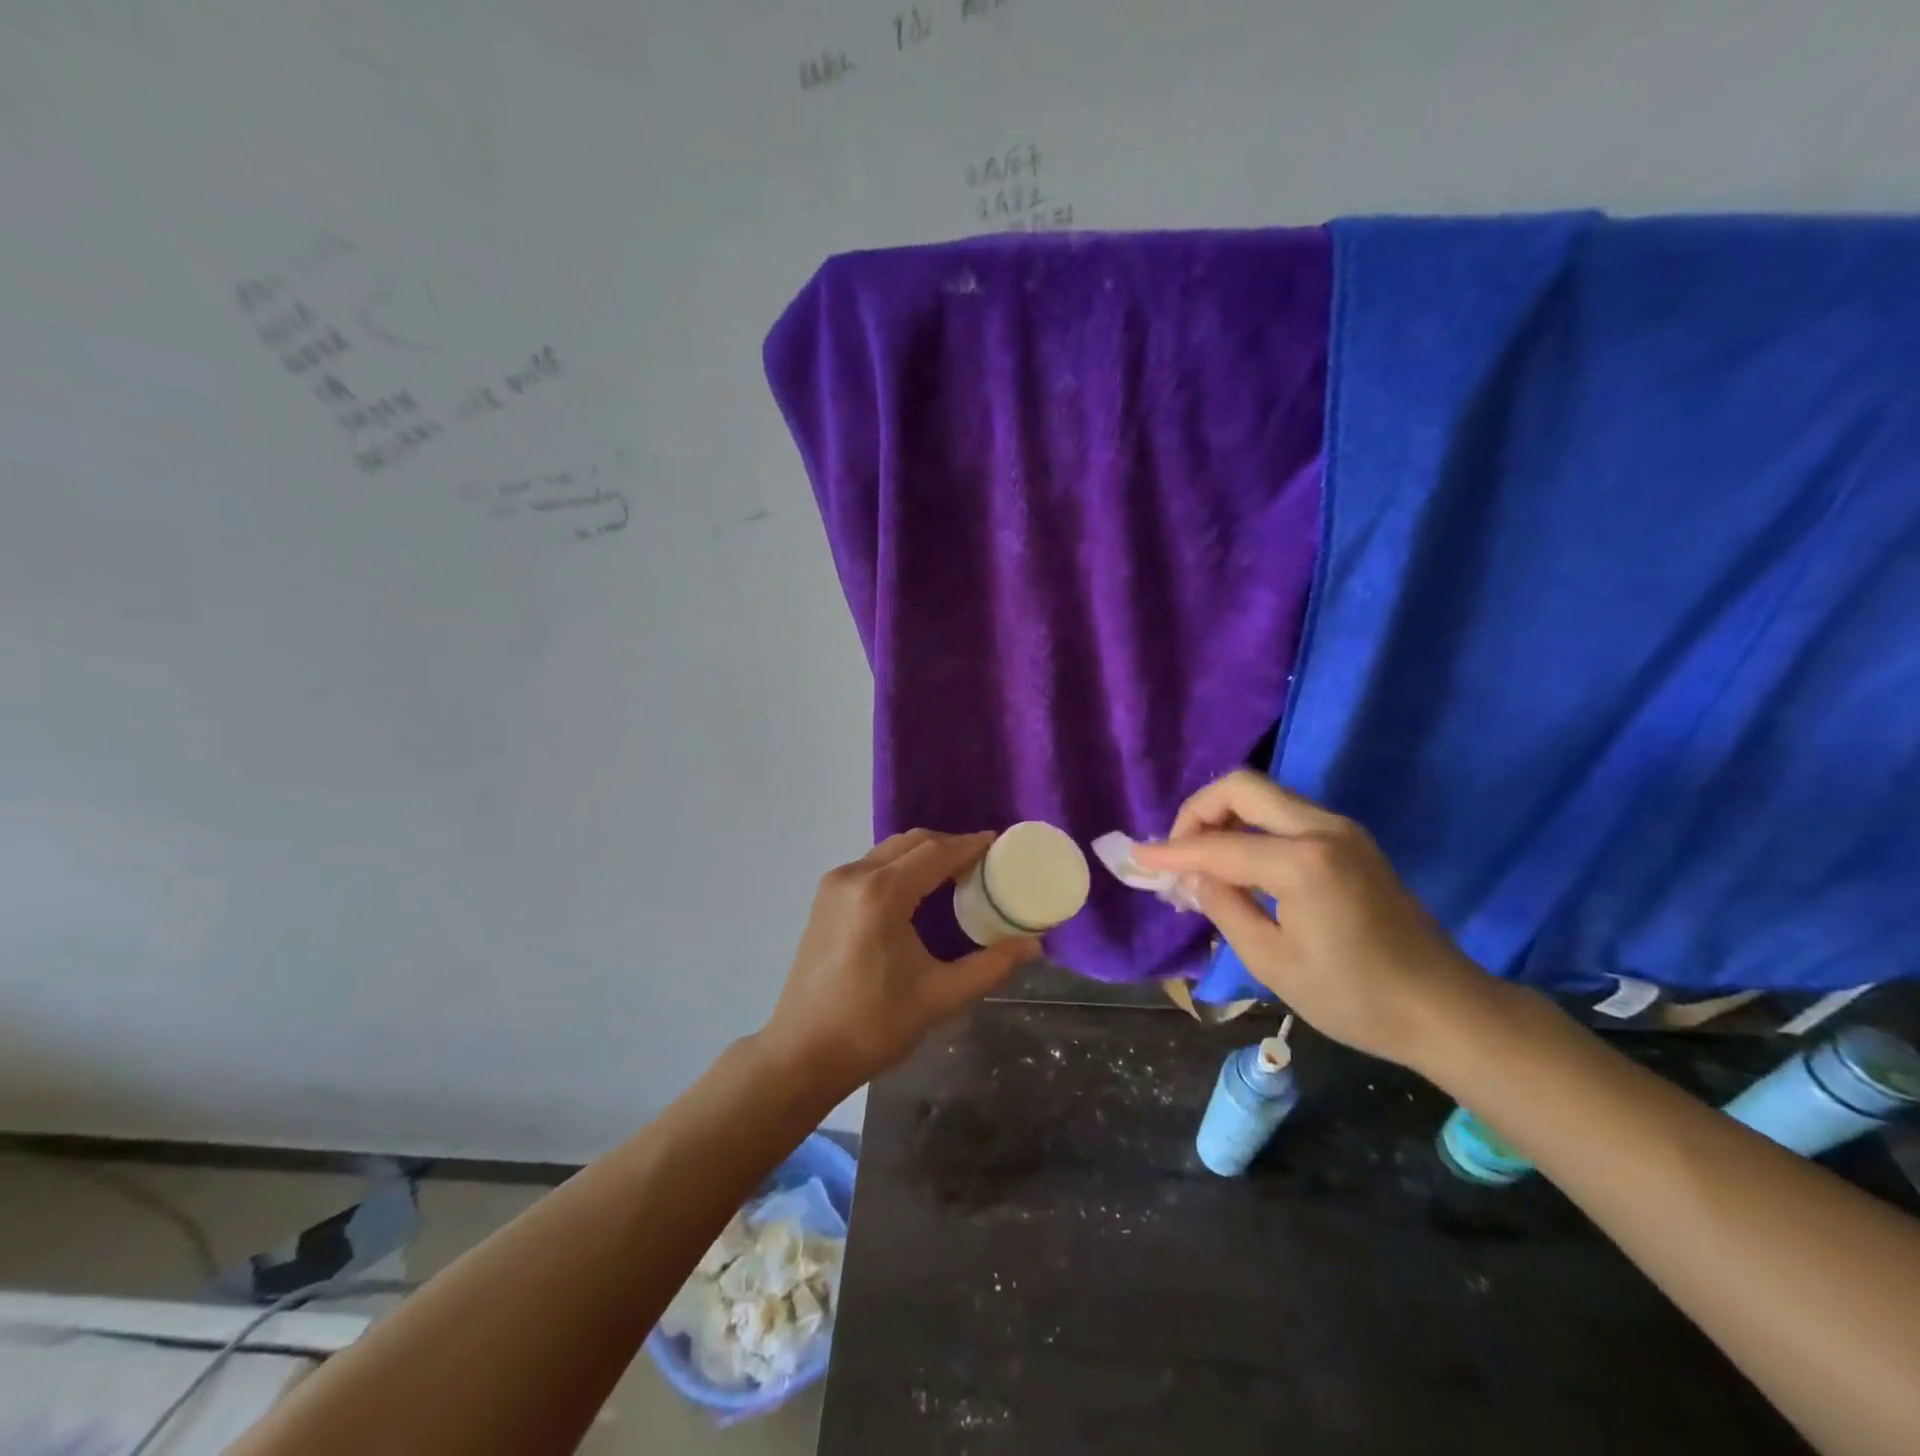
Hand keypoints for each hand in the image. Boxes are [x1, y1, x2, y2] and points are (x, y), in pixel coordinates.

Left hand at [759, 829, 1039, 1097]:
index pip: (936, 852)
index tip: (1000, 843)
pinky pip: (872, 865)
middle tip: (984, 862)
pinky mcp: (825, 898)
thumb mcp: (940, 997)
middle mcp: (854, 876)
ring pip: (889, 850)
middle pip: (912, 842)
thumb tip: (1034, 944)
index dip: (970, 845)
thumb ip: (991, 966)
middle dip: (949, 845)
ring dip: (924, 854)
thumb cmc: (873, 1026)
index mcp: (882, 894)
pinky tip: (920, 889)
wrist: (802, 1053)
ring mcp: (834, 885)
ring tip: (957, 873)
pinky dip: (901, 865)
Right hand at [1131, 772, 1492, 1068]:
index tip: (1136, 857)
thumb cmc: (1354, 998)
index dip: (1171, 852)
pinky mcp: (1350, 840)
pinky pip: (1285, 814)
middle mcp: (1322, 829)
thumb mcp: (1272, 962)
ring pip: (1264, 795)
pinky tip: (1239, 863)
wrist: (1444, 1009)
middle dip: (1198, 812)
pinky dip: (1251, 827)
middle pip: (1242, 786)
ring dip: (1224, 816)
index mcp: (1302, 863)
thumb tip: (1190, 876)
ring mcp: (1341, 829)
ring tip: (1202, 861)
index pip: (1217, 846)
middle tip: (1178, 853)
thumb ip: (1223, 907)